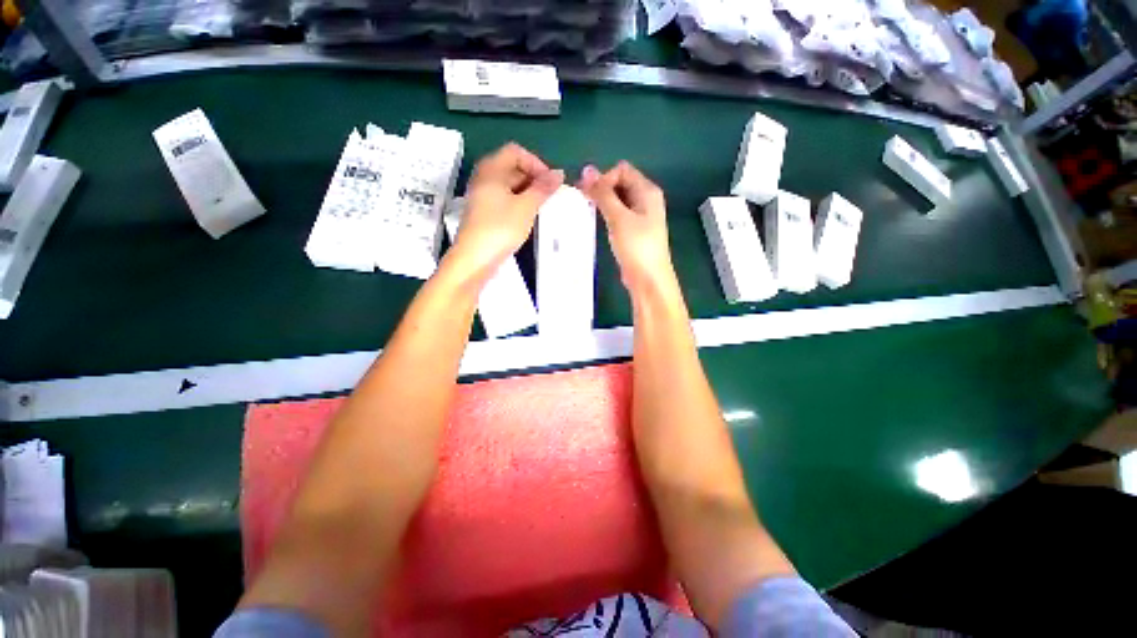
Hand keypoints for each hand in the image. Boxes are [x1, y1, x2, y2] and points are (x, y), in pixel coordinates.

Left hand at [451, 143, 563, 280]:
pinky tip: (527, 217)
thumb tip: (559, 173)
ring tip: (541, 207)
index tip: (549, 183)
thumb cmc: (500, 228)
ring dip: (527, 192)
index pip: (516, 152)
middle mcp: (484, 177)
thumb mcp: (526, 207)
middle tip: (548, 196)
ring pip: (509, 184)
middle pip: (512, 166)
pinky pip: (503, 198)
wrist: (475, 259)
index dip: (536, 163)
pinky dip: (518, 202)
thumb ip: (543, 188)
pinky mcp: (483, 211)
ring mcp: (482, 195)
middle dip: (533, 178)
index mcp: (491, 169)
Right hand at [579, 161, 675, 292]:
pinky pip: (619, 215)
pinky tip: (597, 223)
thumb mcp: (618, 218)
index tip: (588, 194)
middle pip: (620, 183)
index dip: (604, 178)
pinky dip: (607, 215)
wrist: (648, 279)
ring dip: (603, 203)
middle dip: (601, 189)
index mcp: (648, 191)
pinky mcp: (634, 231)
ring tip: (587, 212)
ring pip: (618, 200)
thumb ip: (603, 194)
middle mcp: (646, 199)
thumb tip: (587, 170)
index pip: (622, 170)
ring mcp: (641, 216)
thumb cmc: (637, 247)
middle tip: (584, 202)